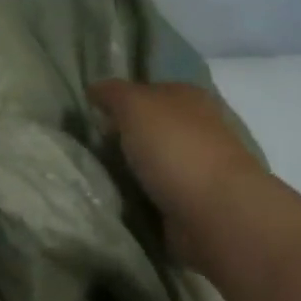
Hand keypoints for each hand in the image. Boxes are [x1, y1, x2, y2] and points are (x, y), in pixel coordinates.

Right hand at [89, 80, 265, 236]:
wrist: (215, 212)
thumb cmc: (175, 149)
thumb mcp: (136, 106)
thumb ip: (114, 93)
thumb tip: (95, 87)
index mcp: (189, 97)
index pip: (149, 90)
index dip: (120, 98)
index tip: (89, 113)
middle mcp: (196, 127)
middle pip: (150, 126)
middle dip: (122, 135)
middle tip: (86, 145)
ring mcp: (196, 166)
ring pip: (151, 159)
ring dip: (128, 167)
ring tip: (93, 174)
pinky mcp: (191, 200)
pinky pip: (154, 191)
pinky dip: (137, 194)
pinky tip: (116, 197)